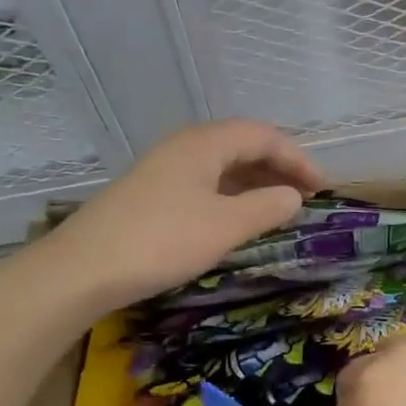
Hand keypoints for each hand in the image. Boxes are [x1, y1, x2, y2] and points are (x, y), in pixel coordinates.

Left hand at [52, 120, 326, 311]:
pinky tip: (235, 220)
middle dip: (278, 168)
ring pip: (221, 166)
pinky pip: (203, 184)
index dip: (298, 159)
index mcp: (204, 144)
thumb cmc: (161, 241)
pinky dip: (229, 196)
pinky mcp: (150, 194)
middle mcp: (183, 147)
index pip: (263, 135)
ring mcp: (163, 170)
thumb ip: (265, 208)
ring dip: (254, 183)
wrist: (82, 269)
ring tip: (277, 209)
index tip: (323, 189)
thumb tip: (293, 196)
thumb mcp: (224, 226)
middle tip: (305, 198)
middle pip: (241, 145)